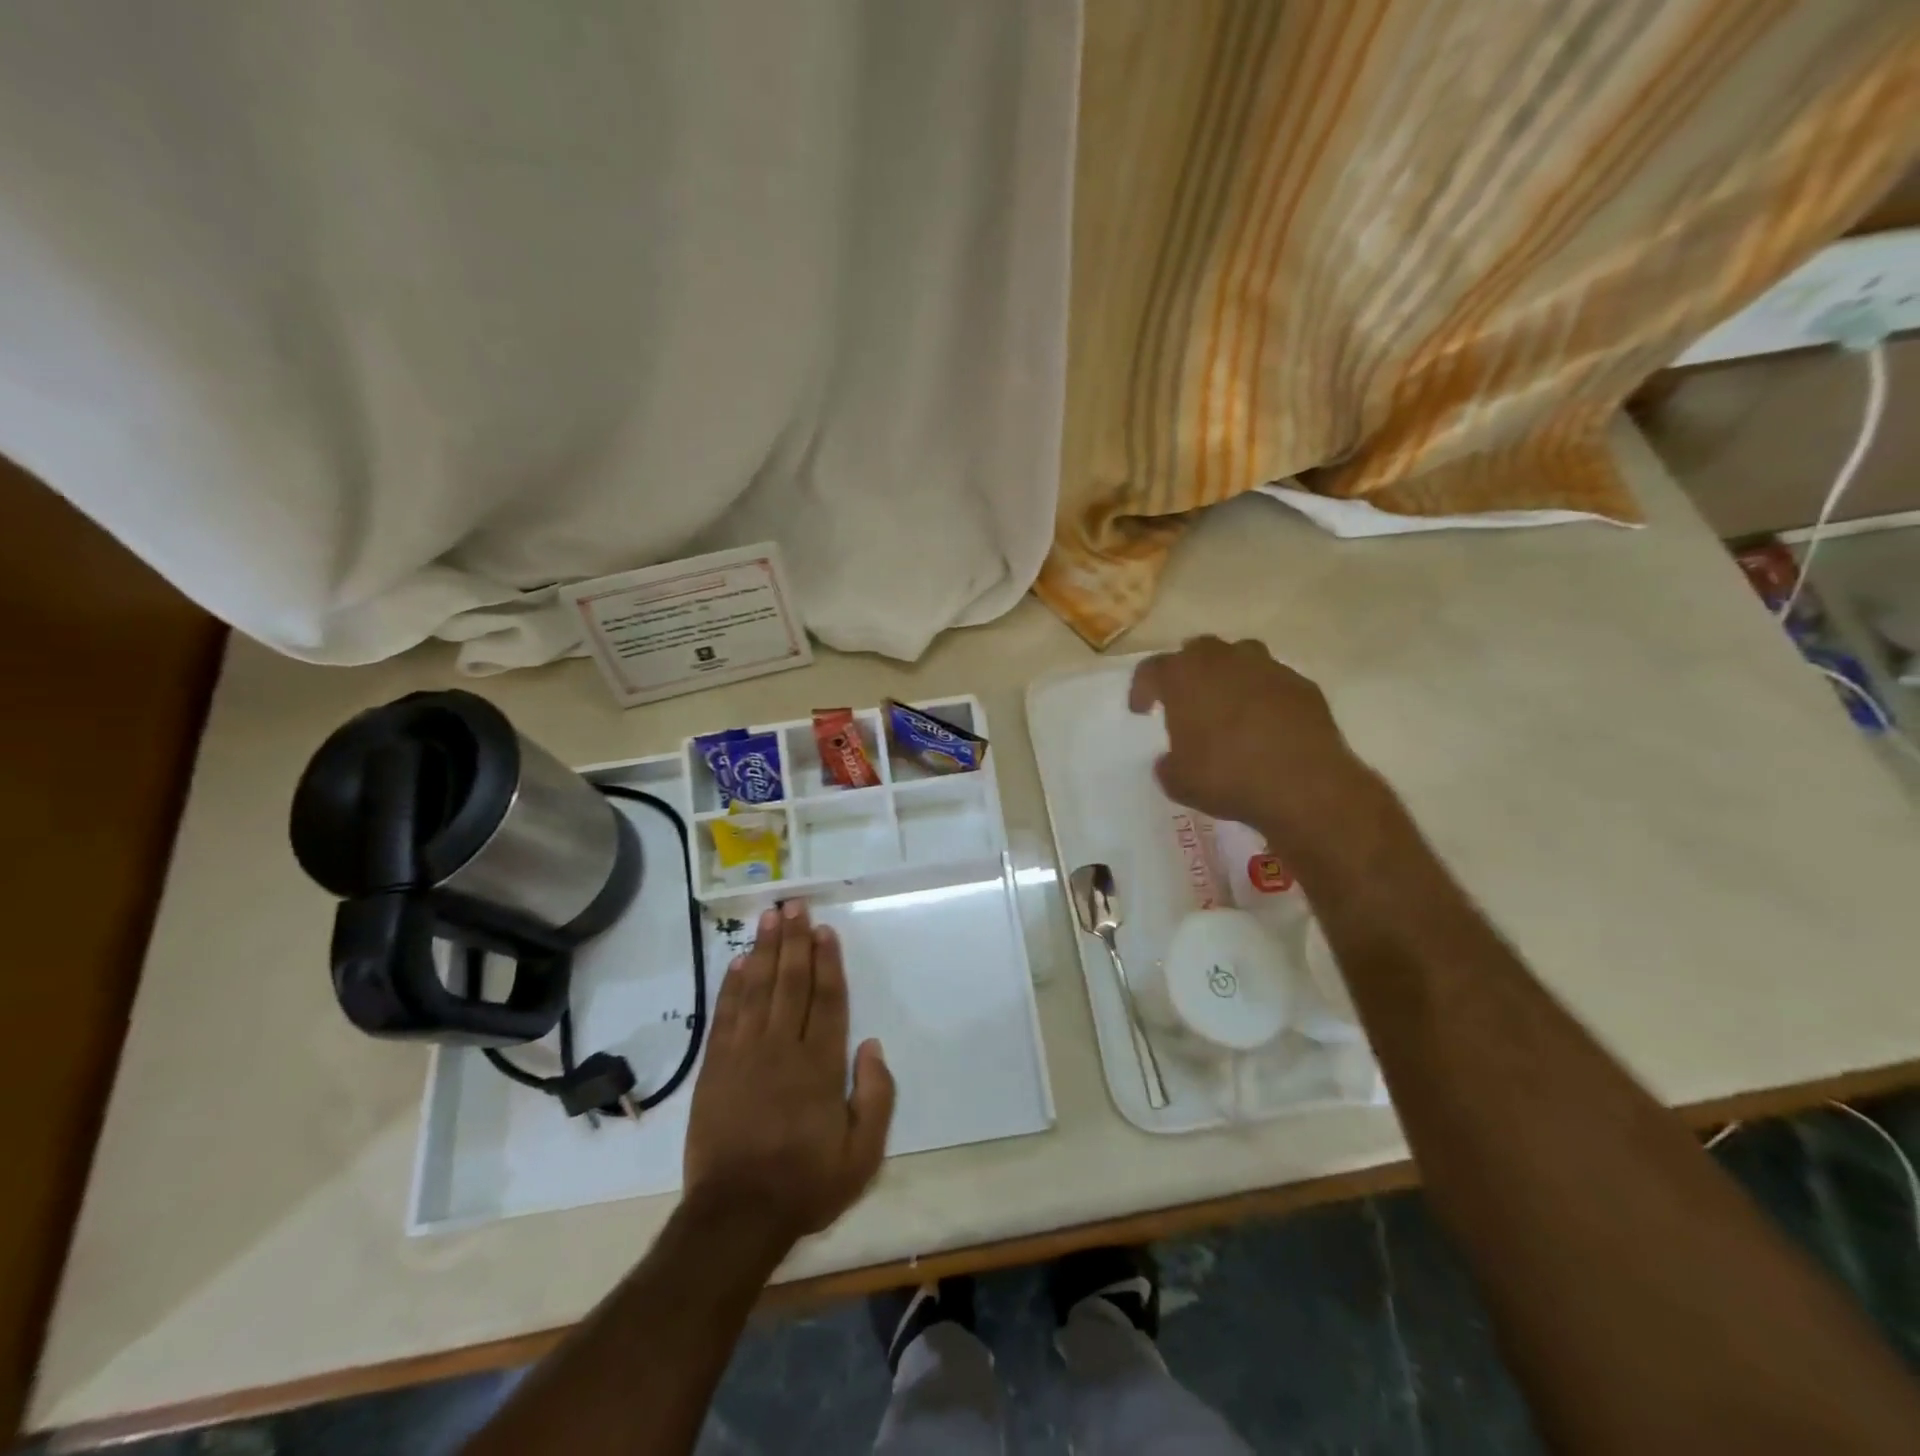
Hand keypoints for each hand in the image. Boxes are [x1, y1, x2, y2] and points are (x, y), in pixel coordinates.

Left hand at [683, 901, 894, 1247]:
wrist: (735, 1216)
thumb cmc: (805, 1184)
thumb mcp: (862, 1155)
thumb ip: (875, 1097)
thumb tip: (872, 1045)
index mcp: (820, 1066)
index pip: (827, 1000)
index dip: (827, 962)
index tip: (824, 930)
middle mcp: (783, 1048)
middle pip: (791, 983)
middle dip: (794, 941)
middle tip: (794, 905)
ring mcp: (744, 1055)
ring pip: (757, 990)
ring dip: (763, 951)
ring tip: (768, 918)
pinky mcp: (716, 1068)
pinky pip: (725, 1016)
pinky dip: (731, 987)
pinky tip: (737, 963)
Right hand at [1129, 636, 1378, 858]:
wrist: (1303, 785)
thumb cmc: (1227, 777)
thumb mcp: (1178, 782)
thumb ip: (1168, 764)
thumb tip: (1171, 760)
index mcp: (1184, 677)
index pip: (1151, 669)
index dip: (1142, 689)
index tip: (1142, 711)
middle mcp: (1224, 660)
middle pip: (1197, 651)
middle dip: (1187, 671)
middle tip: (1185, 699)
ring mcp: (1268, 668)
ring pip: (1240, 657)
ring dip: (1228, 675)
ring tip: (1227, 704)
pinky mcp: (1303, 684)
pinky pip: (1273, 681)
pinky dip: (1264, 695)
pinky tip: (1265, 723)